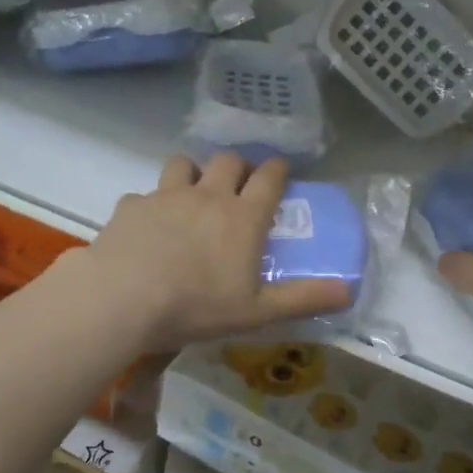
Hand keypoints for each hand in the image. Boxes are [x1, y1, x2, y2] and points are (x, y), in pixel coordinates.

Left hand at [86, 154, 353, 351]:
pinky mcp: (131, 206)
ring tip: (192, 192)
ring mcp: (166, 196)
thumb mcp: (257, 312)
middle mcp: (207, 196)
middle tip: (239, 184)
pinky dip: (150, 205)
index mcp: (243, 217)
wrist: (123, 297)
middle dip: (238, 166)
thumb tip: (349, 290)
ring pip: (184, 164)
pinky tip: (147, 226)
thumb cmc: (196, 306)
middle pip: (228, 161)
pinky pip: (144, 194)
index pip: (269, 177)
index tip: (280, 172)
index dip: (278, 169)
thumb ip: (303, 299)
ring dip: (193, 171)